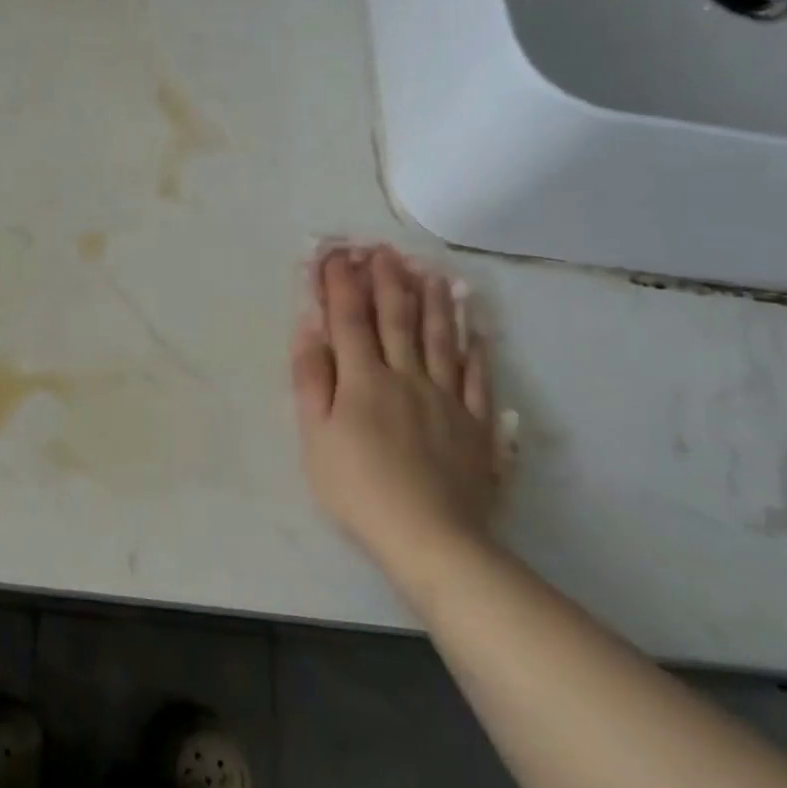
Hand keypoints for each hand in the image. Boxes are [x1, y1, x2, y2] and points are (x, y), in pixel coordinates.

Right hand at [291, 245, 506, 589]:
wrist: (429, 537)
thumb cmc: (358, 488)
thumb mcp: (314, 436)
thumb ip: (311, 379)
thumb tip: (309, 328)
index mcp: (362, 379)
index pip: (349, 318)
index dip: (341, 283)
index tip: (335, 254)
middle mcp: (405, 376)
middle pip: (397, 319)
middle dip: (387, 281)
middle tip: (384, 250)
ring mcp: (445, 398)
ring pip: (440, 339)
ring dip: (434, 303)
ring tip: (432, 273)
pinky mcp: (474, 424)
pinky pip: (477, 377)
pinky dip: (476, 350)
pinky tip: (477, 331)